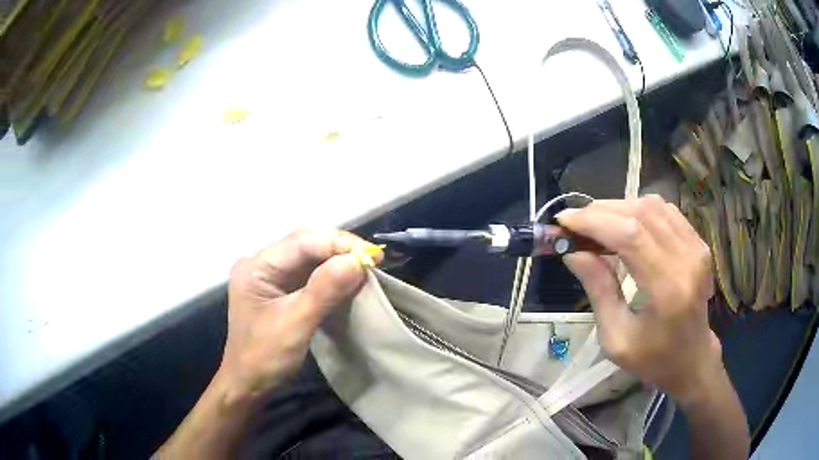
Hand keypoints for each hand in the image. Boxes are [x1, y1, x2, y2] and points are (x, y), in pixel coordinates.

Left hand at [218, 228, 378, 402]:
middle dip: (339, 248)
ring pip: (309, 256)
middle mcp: (262, 263)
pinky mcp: (280, 288)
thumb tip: (357, 261)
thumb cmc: (265, 356)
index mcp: (256, 266)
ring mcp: (270, 275)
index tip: (372, 256)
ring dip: (337, 259)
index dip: (337, 244)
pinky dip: (331, 274)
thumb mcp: (295, 323)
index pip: (301, 242)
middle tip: (372, 260)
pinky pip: (309, 272)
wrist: (249, 383)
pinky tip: (348, 278)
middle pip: (305, 243)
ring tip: (365, 266)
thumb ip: (324, 290)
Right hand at [557, 196, 720, 403]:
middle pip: (641, 213)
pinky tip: (625, 225)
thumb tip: (573, 251)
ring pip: (653, 206)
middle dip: (601, 211)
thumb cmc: (652, 358)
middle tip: (575, 223)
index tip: (564, 221)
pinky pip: (666, 211)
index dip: (594, 221)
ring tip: (597, 224)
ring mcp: (697, 248)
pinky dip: (639, 210)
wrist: (692, 359)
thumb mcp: (615, 337)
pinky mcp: (699, 243)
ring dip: (619, 208)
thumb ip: (598, 289)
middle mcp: (687, 260)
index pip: (630, 235)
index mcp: (668, 289)